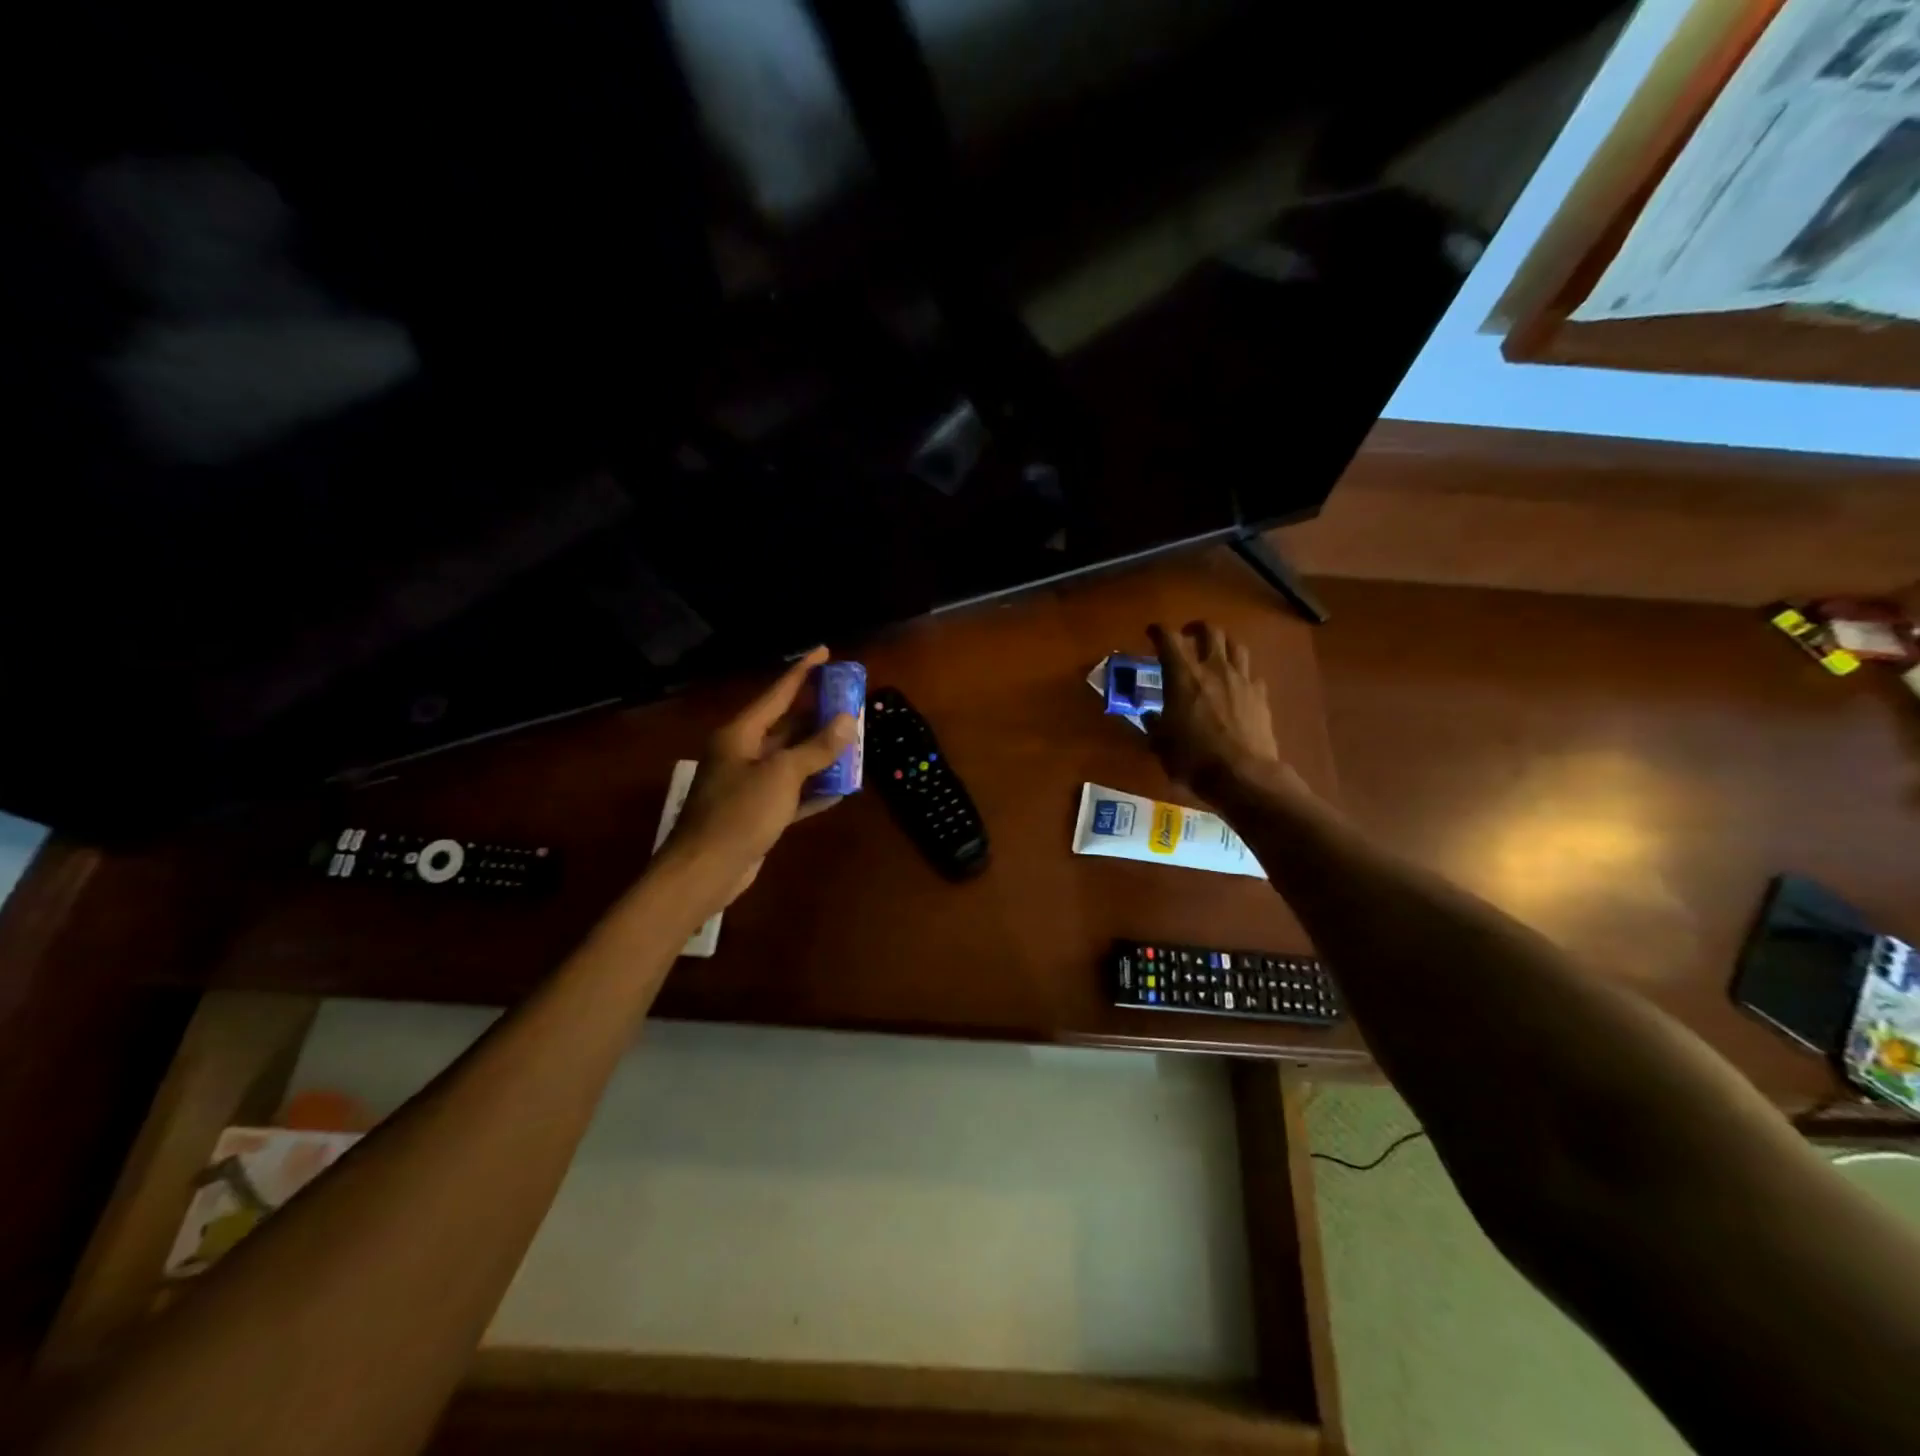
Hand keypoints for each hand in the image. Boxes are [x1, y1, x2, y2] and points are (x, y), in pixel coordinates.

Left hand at [657, 647, 855, 911]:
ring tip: (854, 742)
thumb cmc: (740, 813)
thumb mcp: (782, 775)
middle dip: (819, 716)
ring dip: (821, 754)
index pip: (778, 693)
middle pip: (787, 726)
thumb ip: (816, 748)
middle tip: (851, 703)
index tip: (825, 652)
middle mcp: (743, 753)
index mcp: (741, 734)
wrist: (705, 870)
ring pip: (792, 760)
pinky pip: (792, 793)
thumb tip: (847, 721)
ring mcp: (750, 784)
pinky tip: (842, 789)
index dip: (803, 671)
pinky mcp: (758, 813)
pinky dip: (814, 790)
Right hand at [1146, 621, 1288, 799]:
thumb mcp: (1161, 744)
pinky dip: (1242, 673)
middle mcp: (1214, 669)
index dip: (1158, 631)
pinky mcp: (1260, 696)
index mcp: (1183, 676)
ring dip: (1223, 644)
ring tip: (1216, 652)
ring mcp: (1242, 680)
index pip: (1169, 639)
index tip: (1152, 632)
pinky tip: (1237, 684)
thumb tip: (1151, 716)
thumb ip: (1154, 724)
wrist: (1242, 775)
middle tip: (1188, 635)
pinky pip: (1252, 674)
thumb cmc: (1193, 758)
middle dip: (1197, 628)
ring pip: (1236, 646)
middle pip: (1210, 631)